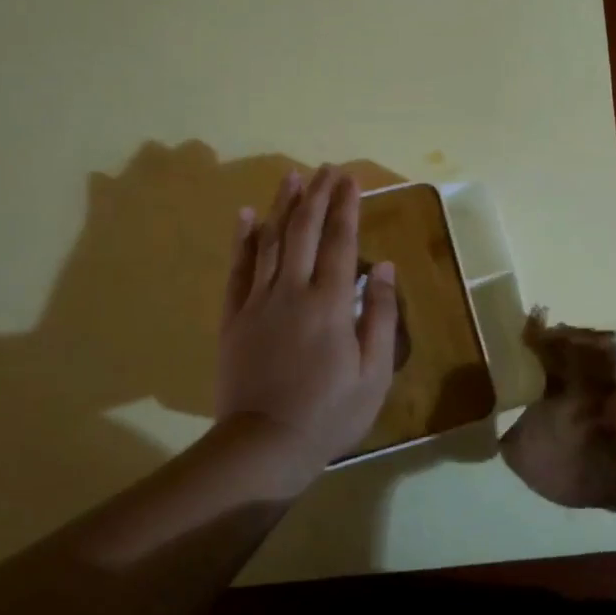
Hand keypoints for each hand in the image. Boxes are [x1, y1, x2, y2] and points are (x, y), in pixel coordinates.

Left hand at [215, 165, 398, 466]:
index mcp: (330, 302)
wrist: (265, 445)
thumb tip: (381, 265)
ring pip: (270, 241)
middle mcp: (292, 290)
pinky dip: (243, 239)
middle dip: (316, 196)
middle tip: (325, 169)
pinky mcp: (234, 317)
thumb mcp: (374, 372)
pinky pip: (238, 269)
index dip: (346, 207)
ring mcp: (258, 301)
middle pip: (304, 231)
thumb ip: (378, 314)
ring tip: (292, 176)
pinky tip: (247, 216)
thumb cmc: (331, 412)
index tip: (350, 180)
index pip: (340, 241)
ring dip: (282, 206)